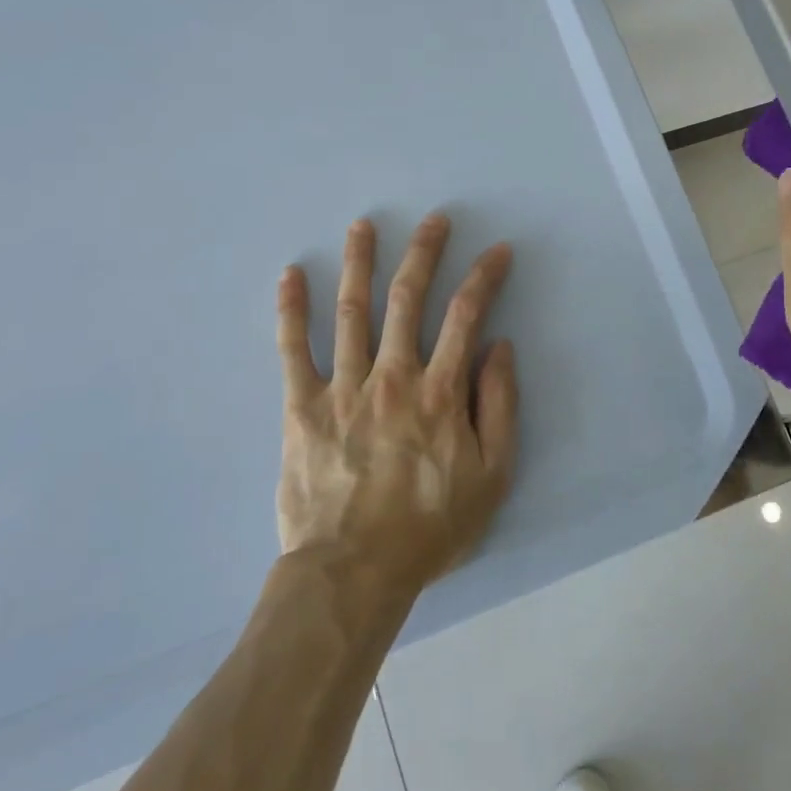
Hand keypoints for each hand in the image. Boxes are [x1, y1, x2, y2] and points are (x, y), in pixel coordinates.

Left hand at [275, 213, 517, 593]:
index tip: (497, 251)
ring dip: (359, 263)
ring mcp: (343, 387)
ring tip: (363, 226)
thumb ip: (500, 407)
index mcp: (441, 391)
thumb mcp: (492, 475)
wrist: (353, 571)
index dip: (484, 277)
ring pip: (353, 311)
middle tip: (434, 219)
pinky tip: (290, 275)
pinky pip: (293, 349)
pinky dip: (291, 309)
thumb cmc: (430, 527)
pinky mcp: (302, 407)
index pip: (466, 316)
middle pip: (408, 298)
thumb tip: (499, 349)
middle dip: (424, 253)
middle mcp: (394, 376)